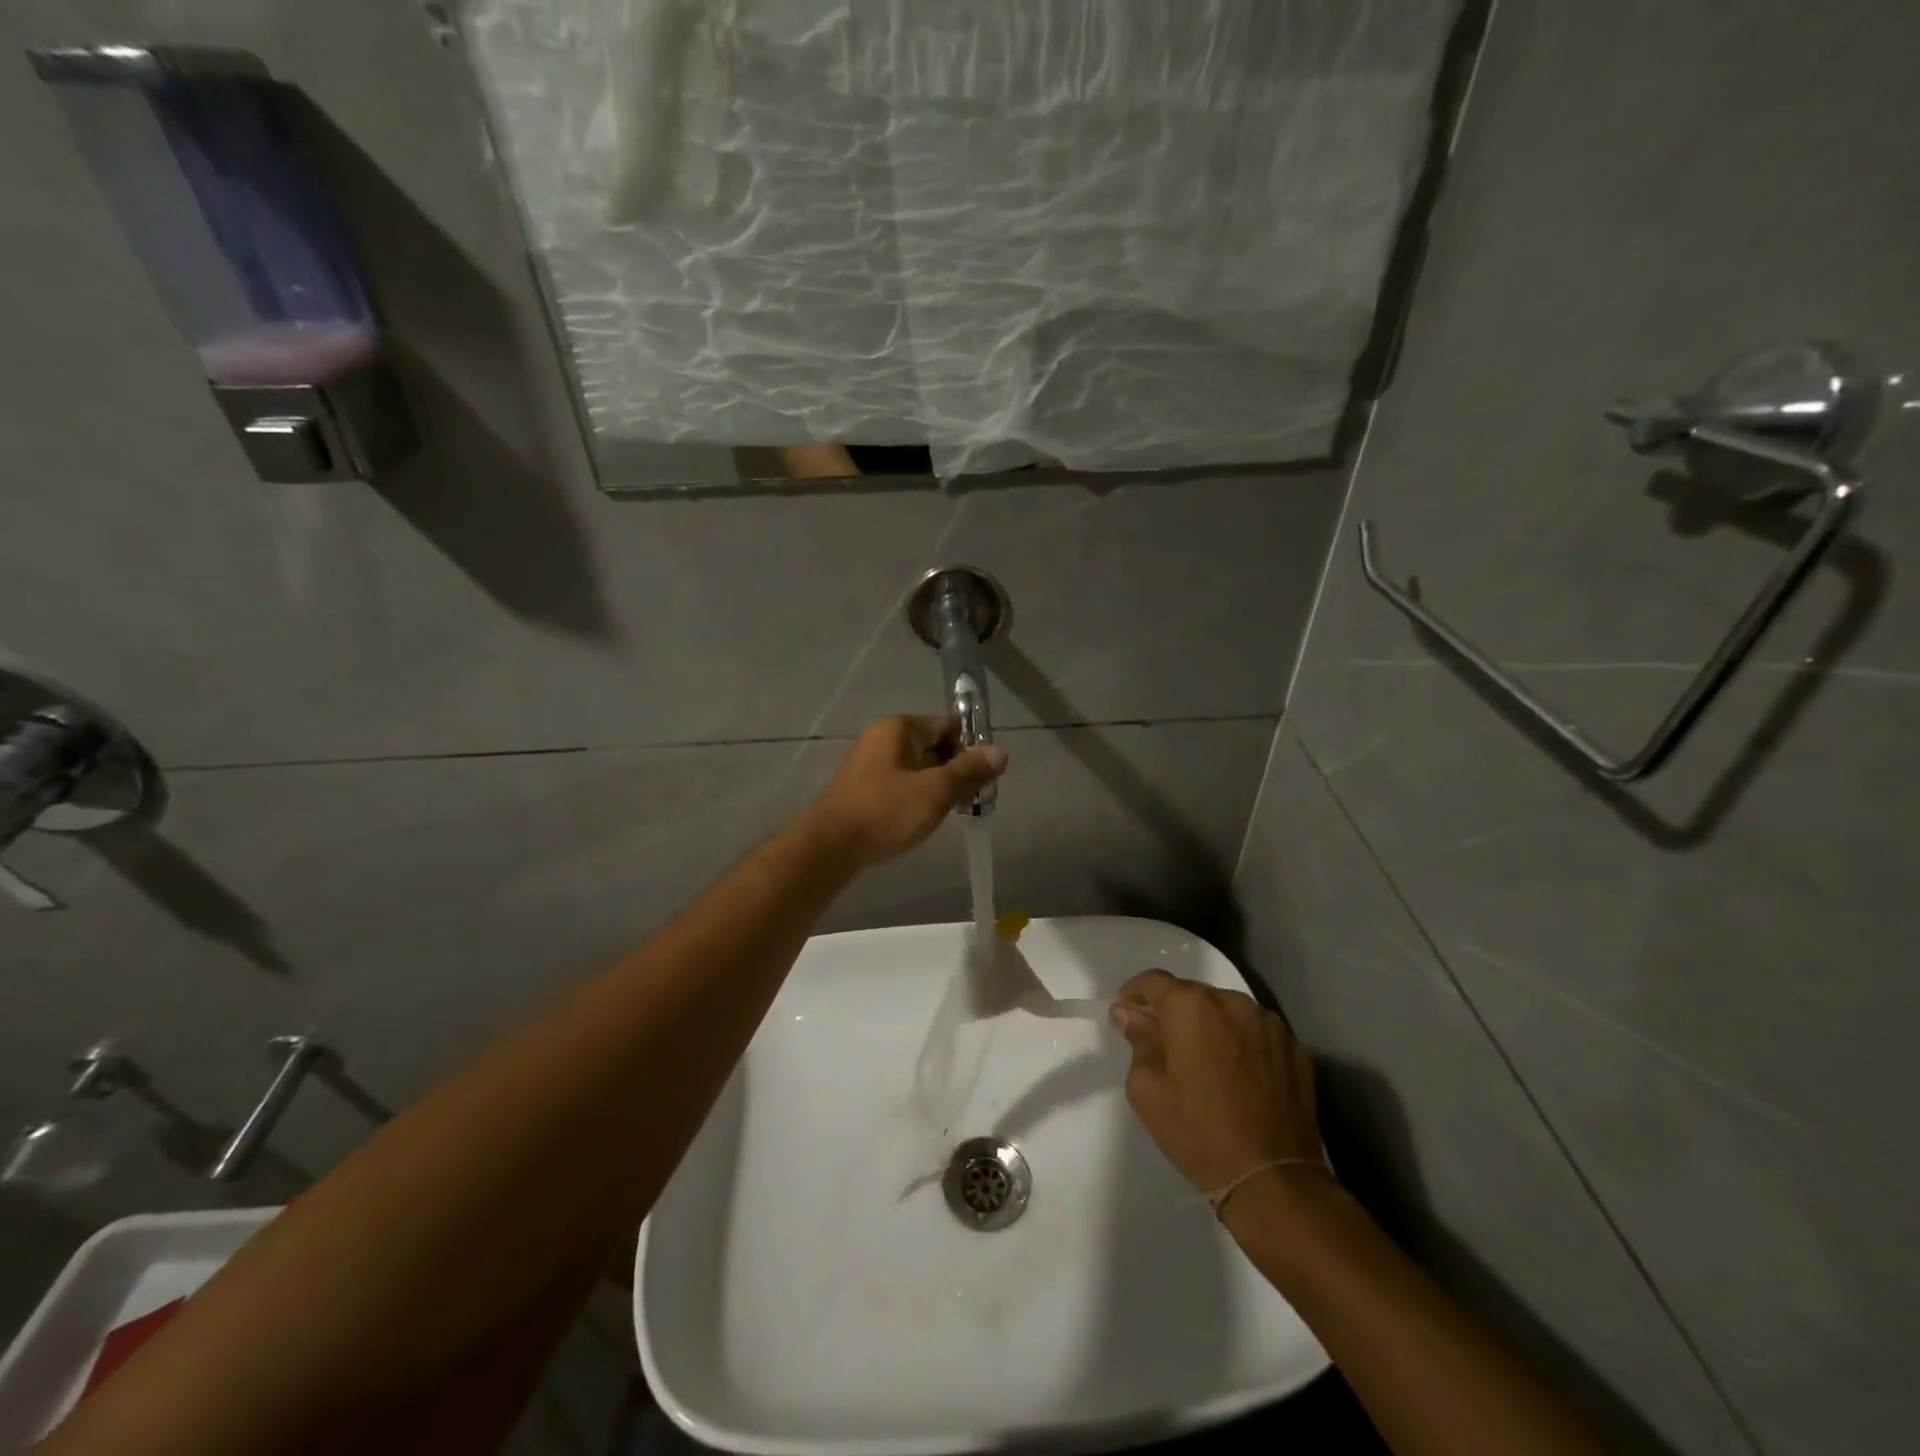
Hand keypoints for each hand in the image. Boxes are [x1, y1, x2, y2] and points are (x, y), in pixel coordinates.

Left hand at [807, 715, 1007, 868]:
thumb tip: (1001, 752)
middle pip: (932, 745)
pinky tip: (922, 818)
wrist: (830, 846)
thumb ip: (969, 771)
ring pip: (916, 767)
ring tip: (953, 811)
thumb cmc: (886, 811)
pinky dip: (916, 795)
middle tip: (975, 798)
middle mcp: (881, 737)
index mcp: (899, 728)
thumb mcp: (936, 791)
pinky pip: (899, 783)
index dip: (971, 747)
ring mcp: (868, 762)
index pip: (947, 726)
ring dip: (937, 785)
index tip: (987, 775)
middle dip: (956, 769)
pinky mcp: (861, 787)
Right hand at [1110, 969, 1321, 1193]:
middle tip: (1164, 1046)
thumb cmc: (1197, 1132)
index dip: (1134, 994)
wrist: (1272, 1179)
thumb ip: (1138, 1041)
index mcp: (1191, 1006)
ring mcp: (1269, 1024)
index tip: (1126, 1015)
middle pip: (1193, 994)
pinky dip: (1242, 1043)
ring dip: (1211, 1026)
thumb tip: (1129, 1014)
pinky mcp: (1295, 1049)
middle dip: (1174, 1013)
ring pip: (1227, 1012)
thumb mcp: (1147, 1090)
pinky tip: (1238, 1076)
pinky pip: (1257, 1033)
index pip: (1154, 981)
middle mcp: (1232, 1001)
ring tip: (1205, 1062)